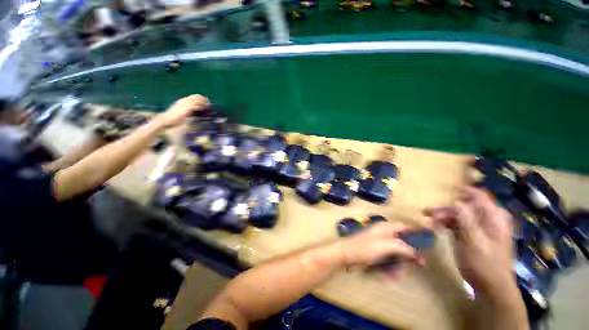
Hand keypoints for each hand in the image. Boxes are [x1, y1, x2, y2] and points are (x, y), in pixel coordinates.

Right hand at [154, 95, 209, 128]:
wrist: (166, 120)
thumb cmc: (174, 117)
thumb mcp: (181, 111)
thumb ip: (187, 109)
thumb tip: (195, 110)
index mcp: (182, 101)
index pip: (193, 96)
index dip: (200, 97)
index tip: (206, 100)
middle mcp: (183, 101)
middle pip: (195, 97)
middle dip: (203, 99)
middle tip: (209, 102)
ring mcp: (184, 105)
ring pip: (196, 101)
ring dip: (203, 103)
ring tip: (208, 105)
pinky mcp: (185, 110)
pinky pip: (194, 106)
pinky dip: (200, 107)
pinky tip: (203, 108)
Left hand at [339, 222, 418, 272]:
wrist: (346, 254)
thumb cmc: (366, 247)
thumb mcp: (386, 245)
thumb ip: (403, 247)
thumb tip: (416, 253)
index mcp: (386, 227)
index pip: (405, 227)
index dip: (416, 234)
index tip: (428, 244)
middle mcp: (384, 233)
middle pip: (403, 242)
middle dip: (408, 255)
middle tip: (417, 265)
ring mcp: (379, 242)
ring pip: (396, 253)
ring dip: (399, 265)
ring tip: (396, 275)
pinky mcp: (376, 251)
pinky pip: (388, 259)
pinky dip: (390, 267)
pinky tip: (389, 276)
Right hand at [424, 187, 514, 297]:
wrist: (492, 288)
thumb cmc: (484, 264)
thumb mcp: (474, 242)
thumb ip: (467, 221)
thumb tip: (458, 202)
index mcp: (494, 219)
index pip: (480, 197)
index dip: (464, 191)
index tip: (446, 189)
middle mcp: (489, 221)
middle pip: (466, 207)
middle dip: (447, 209)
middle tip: (429, 213)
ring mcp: (482, 229)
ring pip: (461, 216)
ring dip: (445, 217)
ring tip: (430, 220)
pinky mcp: (475, 237)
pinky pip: (460, 225)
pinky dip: (448, 224)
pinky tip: (438, 227)